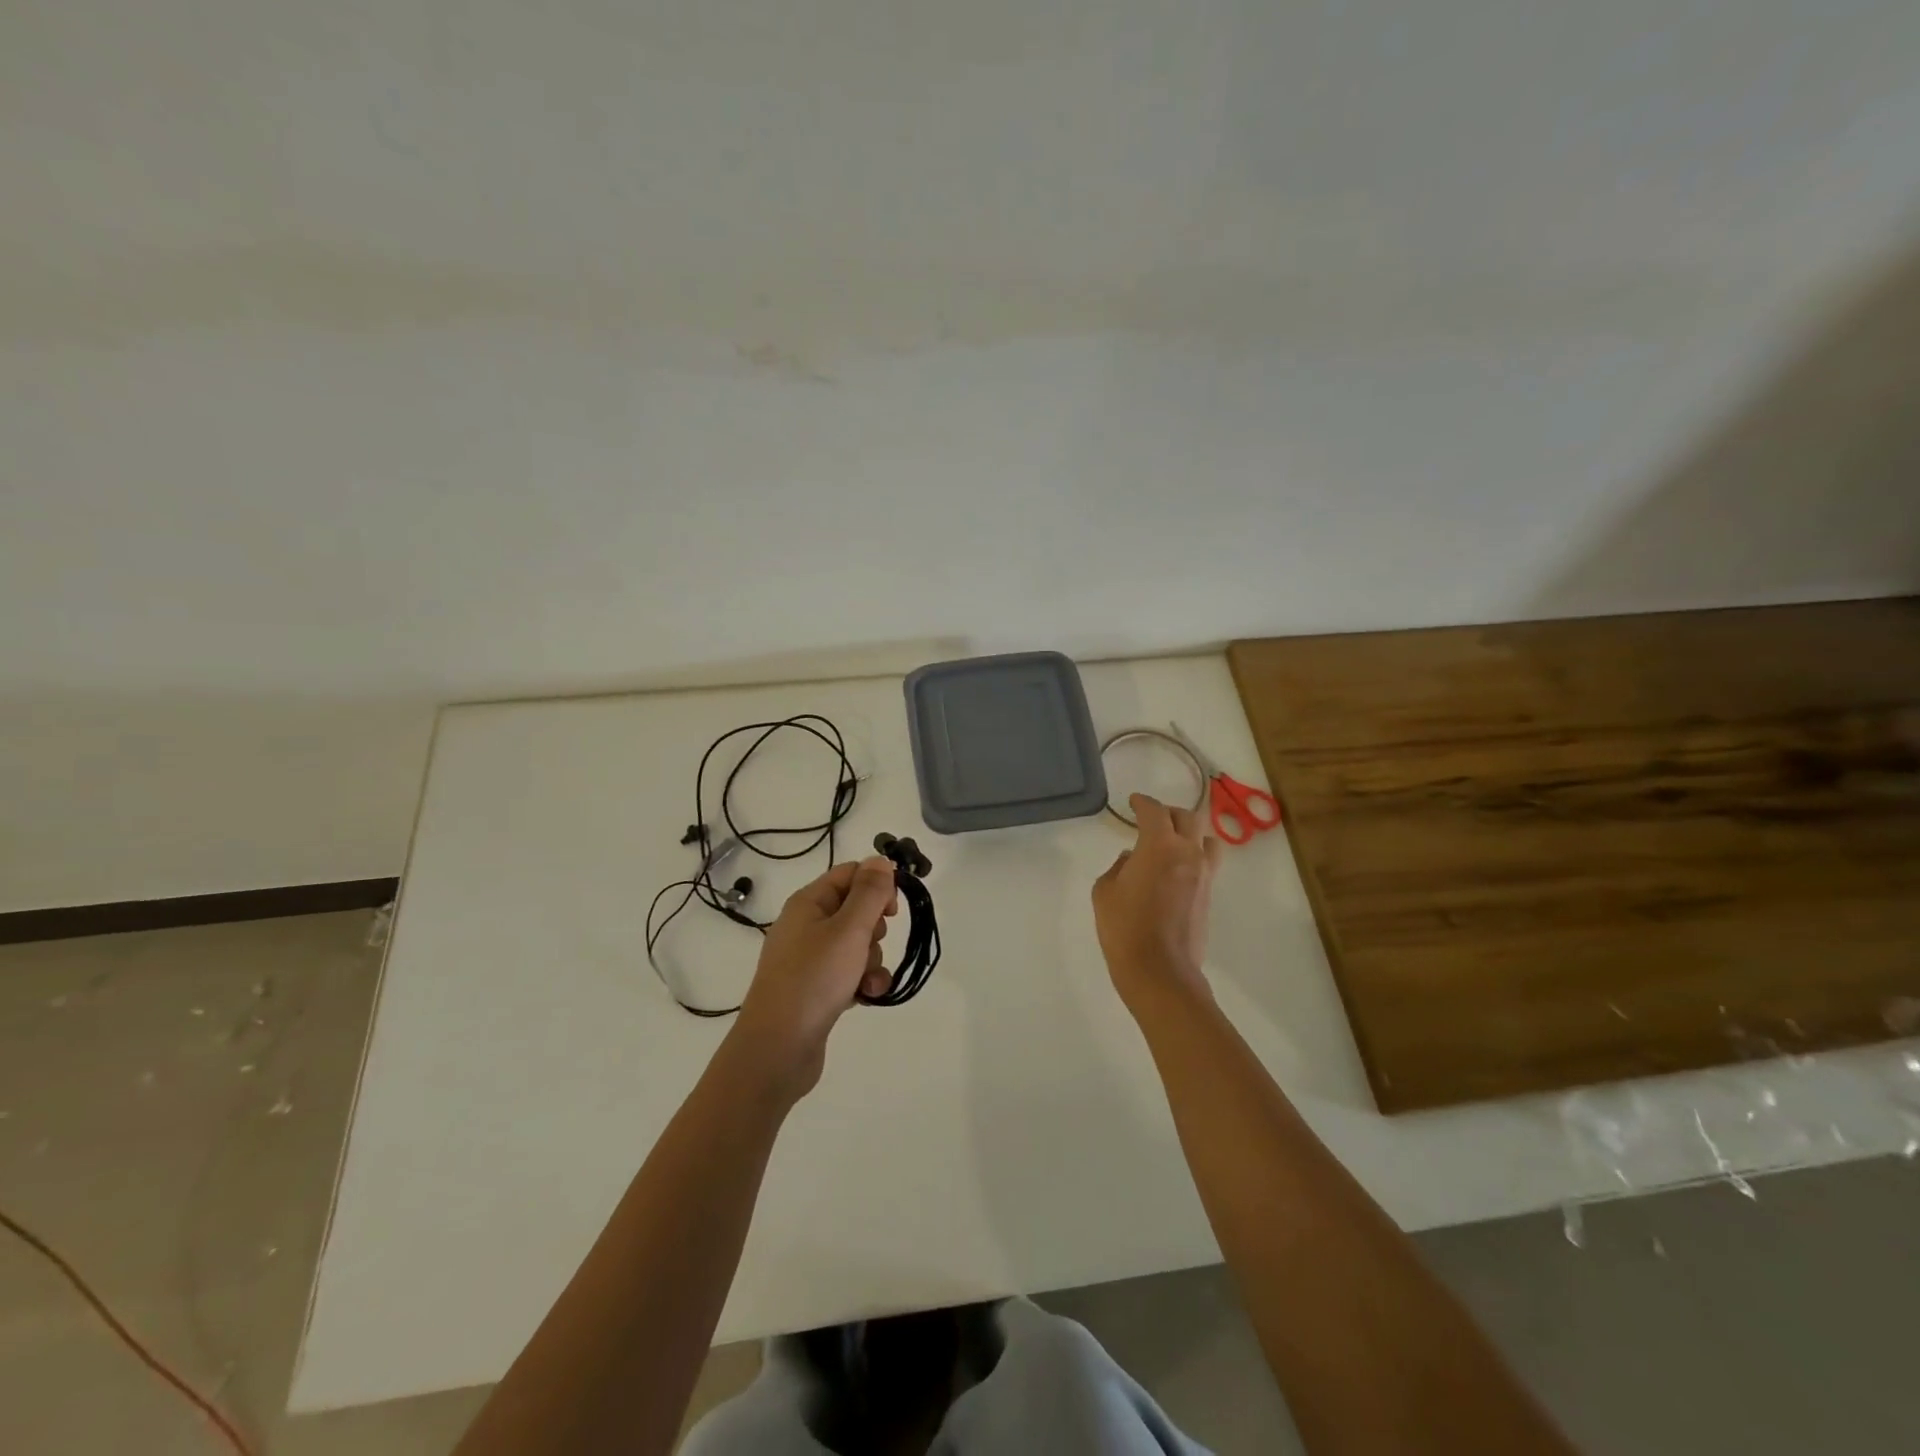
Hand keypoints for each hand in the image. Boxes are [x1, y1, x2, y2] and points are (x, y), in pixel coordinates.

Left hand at [732, 857, 898, 1098]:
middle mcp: (806, 925)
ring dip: (872, 960)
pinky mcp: (816, 989)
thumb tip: (880, 859)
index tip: (893, 908)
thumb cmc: (814, 979)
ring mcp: (809, 959)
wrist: (777, 1049)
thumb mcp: (849, 929)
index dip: (876, 885)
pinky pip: (849, 973)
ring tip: (865, 981)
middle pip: (856, 909)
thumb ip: (869, 892)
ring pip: (857, 944)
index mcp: (808, 902)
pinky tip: (865, 997)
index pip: (850, 873)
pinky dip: (862, 982)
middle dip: (875, 928)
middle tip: (870, 943)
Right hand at [1092, 793, 1222, 1014]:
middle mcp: (1188, 853)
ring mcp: (1204, 875)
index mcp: (1160, 846)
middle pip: (1188, 817)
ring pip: (1207, 839)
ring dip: (1190, 833)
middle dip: (1168, 813)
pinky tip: (1175, 870)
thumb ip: (1118, 867)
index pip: (1155, 811)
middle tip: (1152, 819)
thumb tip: (1131, 860)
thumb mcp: (1105, 891)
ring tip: (1174, 842)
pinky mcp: (1209, 896)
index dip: (1143, 802)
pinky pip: (1207, 864)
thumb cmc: (1124, 927)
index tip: (1134, 802)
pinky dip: (1193, 857)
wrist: (1160, 971)